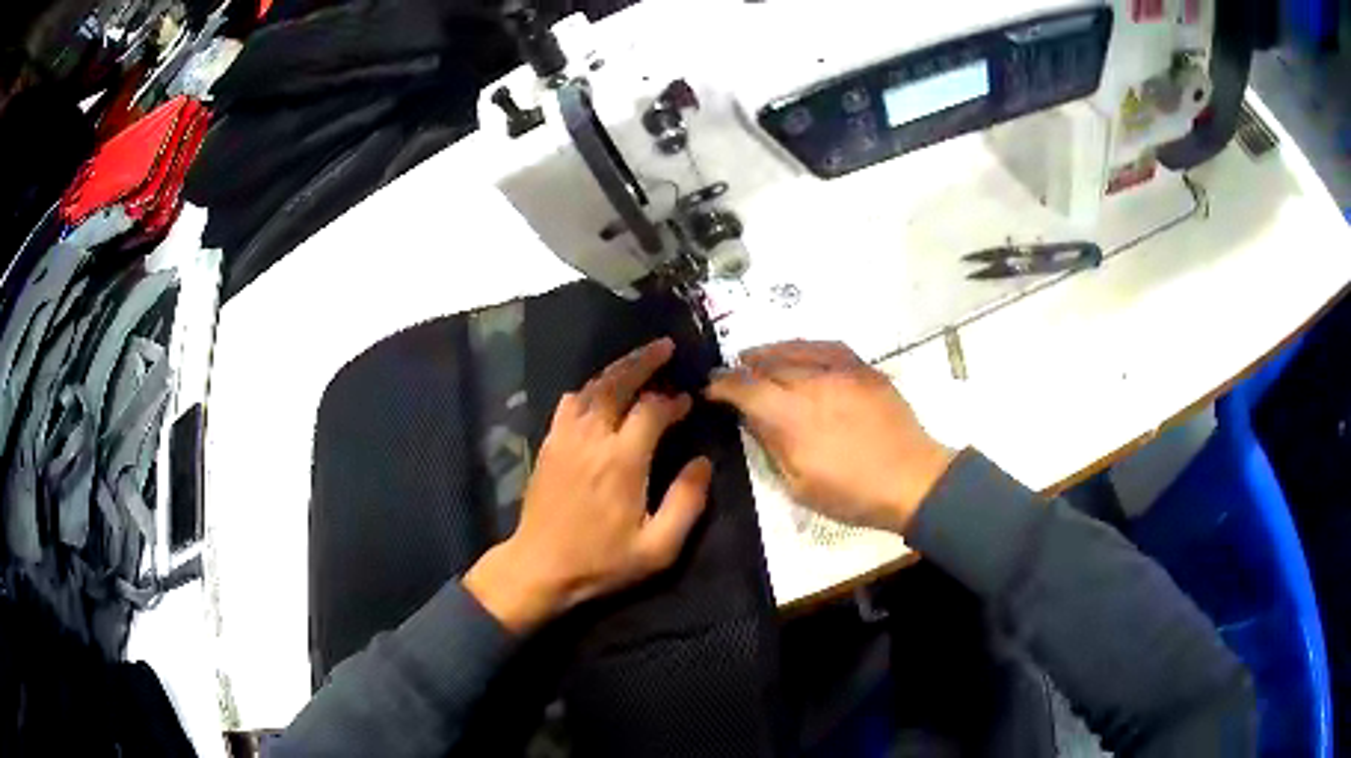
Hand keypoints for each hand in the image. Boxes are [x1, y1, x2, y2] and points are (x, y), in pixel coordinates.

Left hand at [465, 338, 711, 633]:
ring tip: (639, 360)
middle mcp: (592, 437)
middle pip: (617, 383)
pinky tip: (598, 392)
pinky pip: (569, 403)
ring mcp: (565, 437)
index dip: (673, 400)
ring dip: (617, 370)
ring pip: (592, 387)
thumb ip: (687, 503)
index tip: (689, 400)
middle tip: (665, 347)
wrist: (539, 567)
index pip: (652, 410)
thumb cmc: (602, 561)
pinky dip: (588, 389)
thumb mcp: (657, 547)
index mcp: (622, 460)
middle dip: (643, 361)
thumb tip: (702, 462)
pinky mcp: (549, 444)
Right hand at [707, 341, 953, 532]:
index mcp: (793, 418)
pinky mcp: (864, 369)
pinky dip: (805, 345)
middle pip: (768, 365)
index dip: (722, 386)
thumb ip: (772, 447)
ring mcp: (841, 373)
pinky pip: (828, 346)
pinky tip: (797, 349)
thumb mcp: (800, 485)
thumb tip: (752, 419)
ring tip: (754, 355)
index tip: (710, 389)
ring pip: (796, 349)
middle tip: (731, 374)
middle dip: (743, 368)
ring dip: (769, 351)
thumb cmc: (853, 494)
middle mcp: (813, 385)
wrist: (912, 479)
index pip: (746, 389)